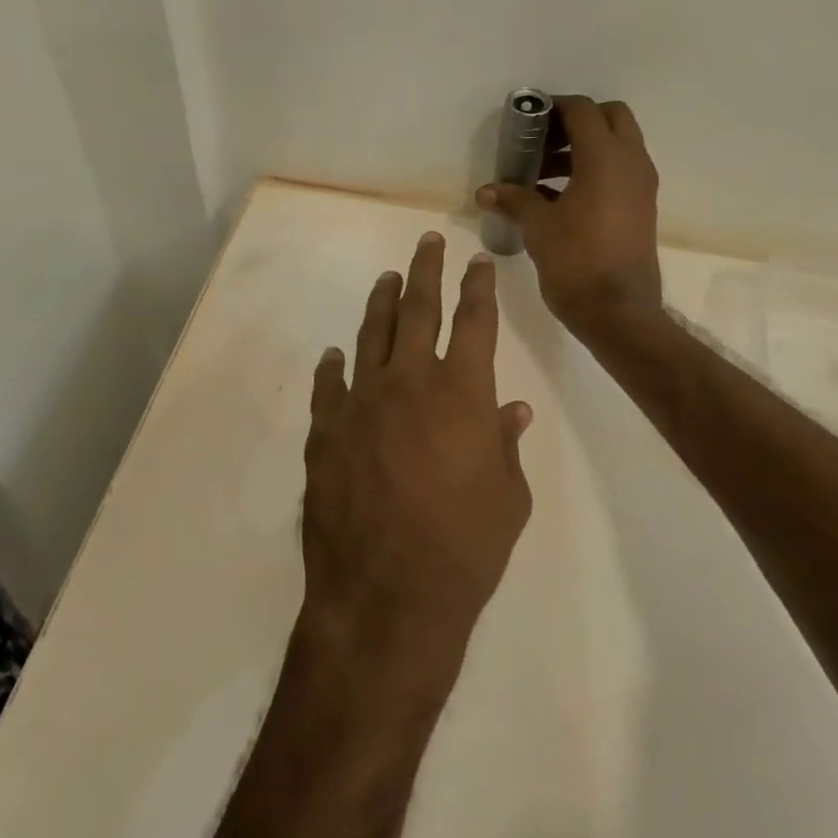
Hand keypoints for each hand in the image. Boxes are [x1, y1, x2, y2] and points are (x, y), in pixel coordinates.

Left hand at [300, 233, 533, 691]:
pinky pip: (329, 387)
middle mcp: (409, 382)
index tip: (477, 262)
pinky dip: (334, 366)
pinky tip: (336, 355)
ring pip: (371, 336)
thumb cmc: (465, 549)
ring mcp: (360, 404)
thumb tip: (511, 409)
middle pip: (417, 309)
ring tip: (387, 279)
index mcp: (462, 391)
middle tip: (427, 241)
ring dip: (380, 303)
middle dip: (425, 270)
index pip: (474, 321)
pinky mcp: (325, 433)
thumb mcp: (508, 498)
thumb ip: (506, 444)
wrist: (387, 596)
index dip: (478, 287)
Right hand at [475, 95, 661, 338]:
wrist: (618, 311)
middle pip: (610, 118)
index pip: (583, 111)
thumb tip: (486, 191)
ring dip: (584, 149)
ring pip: (617, 146)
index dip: (554, 107)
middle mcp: (631, 163)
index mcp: (605, 157)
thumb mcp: (538, 227)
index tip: (528, 119)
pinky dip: (595, 171)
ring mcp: (641, 186)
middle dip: (576, 122)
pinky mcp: (642, 208)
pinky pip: (620, 172)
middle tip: (543, 142)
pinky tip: (560, 199)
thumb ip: (514, 199)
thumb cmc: (575, 261)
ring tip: (542, 175)